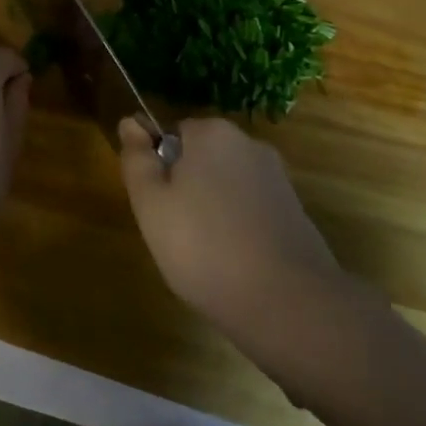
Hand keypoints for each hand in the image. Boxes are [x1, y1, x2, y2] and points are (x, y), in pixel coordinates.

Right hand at [119, 116, 342, 345]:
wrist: (288, 303)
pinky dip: (239, 229)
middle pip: (201, 159)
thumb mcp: (151, 203)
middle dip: (186, 189)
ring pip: (226, 186)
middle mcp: (249, 144)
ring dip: (212, 211)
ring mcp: (277, 178)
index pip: (171, 135)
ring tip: (206, 255)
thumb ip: (136, 158)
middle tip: (175, 233)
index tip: (157, 207)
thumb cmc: (204, 247)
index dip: (159, 170)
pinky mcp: (296, 212)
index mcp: (212, 132)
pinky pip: (251, 210)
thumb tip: (130, 122)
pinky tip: (236, 263)